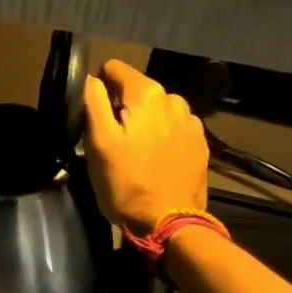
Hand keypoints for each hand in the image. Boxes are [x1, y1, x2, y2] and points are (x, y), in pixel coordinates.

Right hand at [82, 59, 209, 235]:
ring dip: (143, 123)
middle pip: (137, 90)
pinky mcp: (200, 144)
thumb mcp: (98, 142)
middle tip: (112, 140)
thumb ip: (93, 101)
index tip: (94, 115)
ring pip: (156, 110)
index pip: (115, 69)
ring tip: (134, 152)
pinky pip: (172, 128)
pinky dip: (160, 137)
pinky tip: (154, 160)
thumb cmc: (126, 182)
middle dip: (122, 108)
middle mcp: (174, 100)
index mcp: (148, 94)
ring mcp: (191, 122)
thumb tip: (91, 78)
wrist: (169, 223)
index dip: (99, 87)